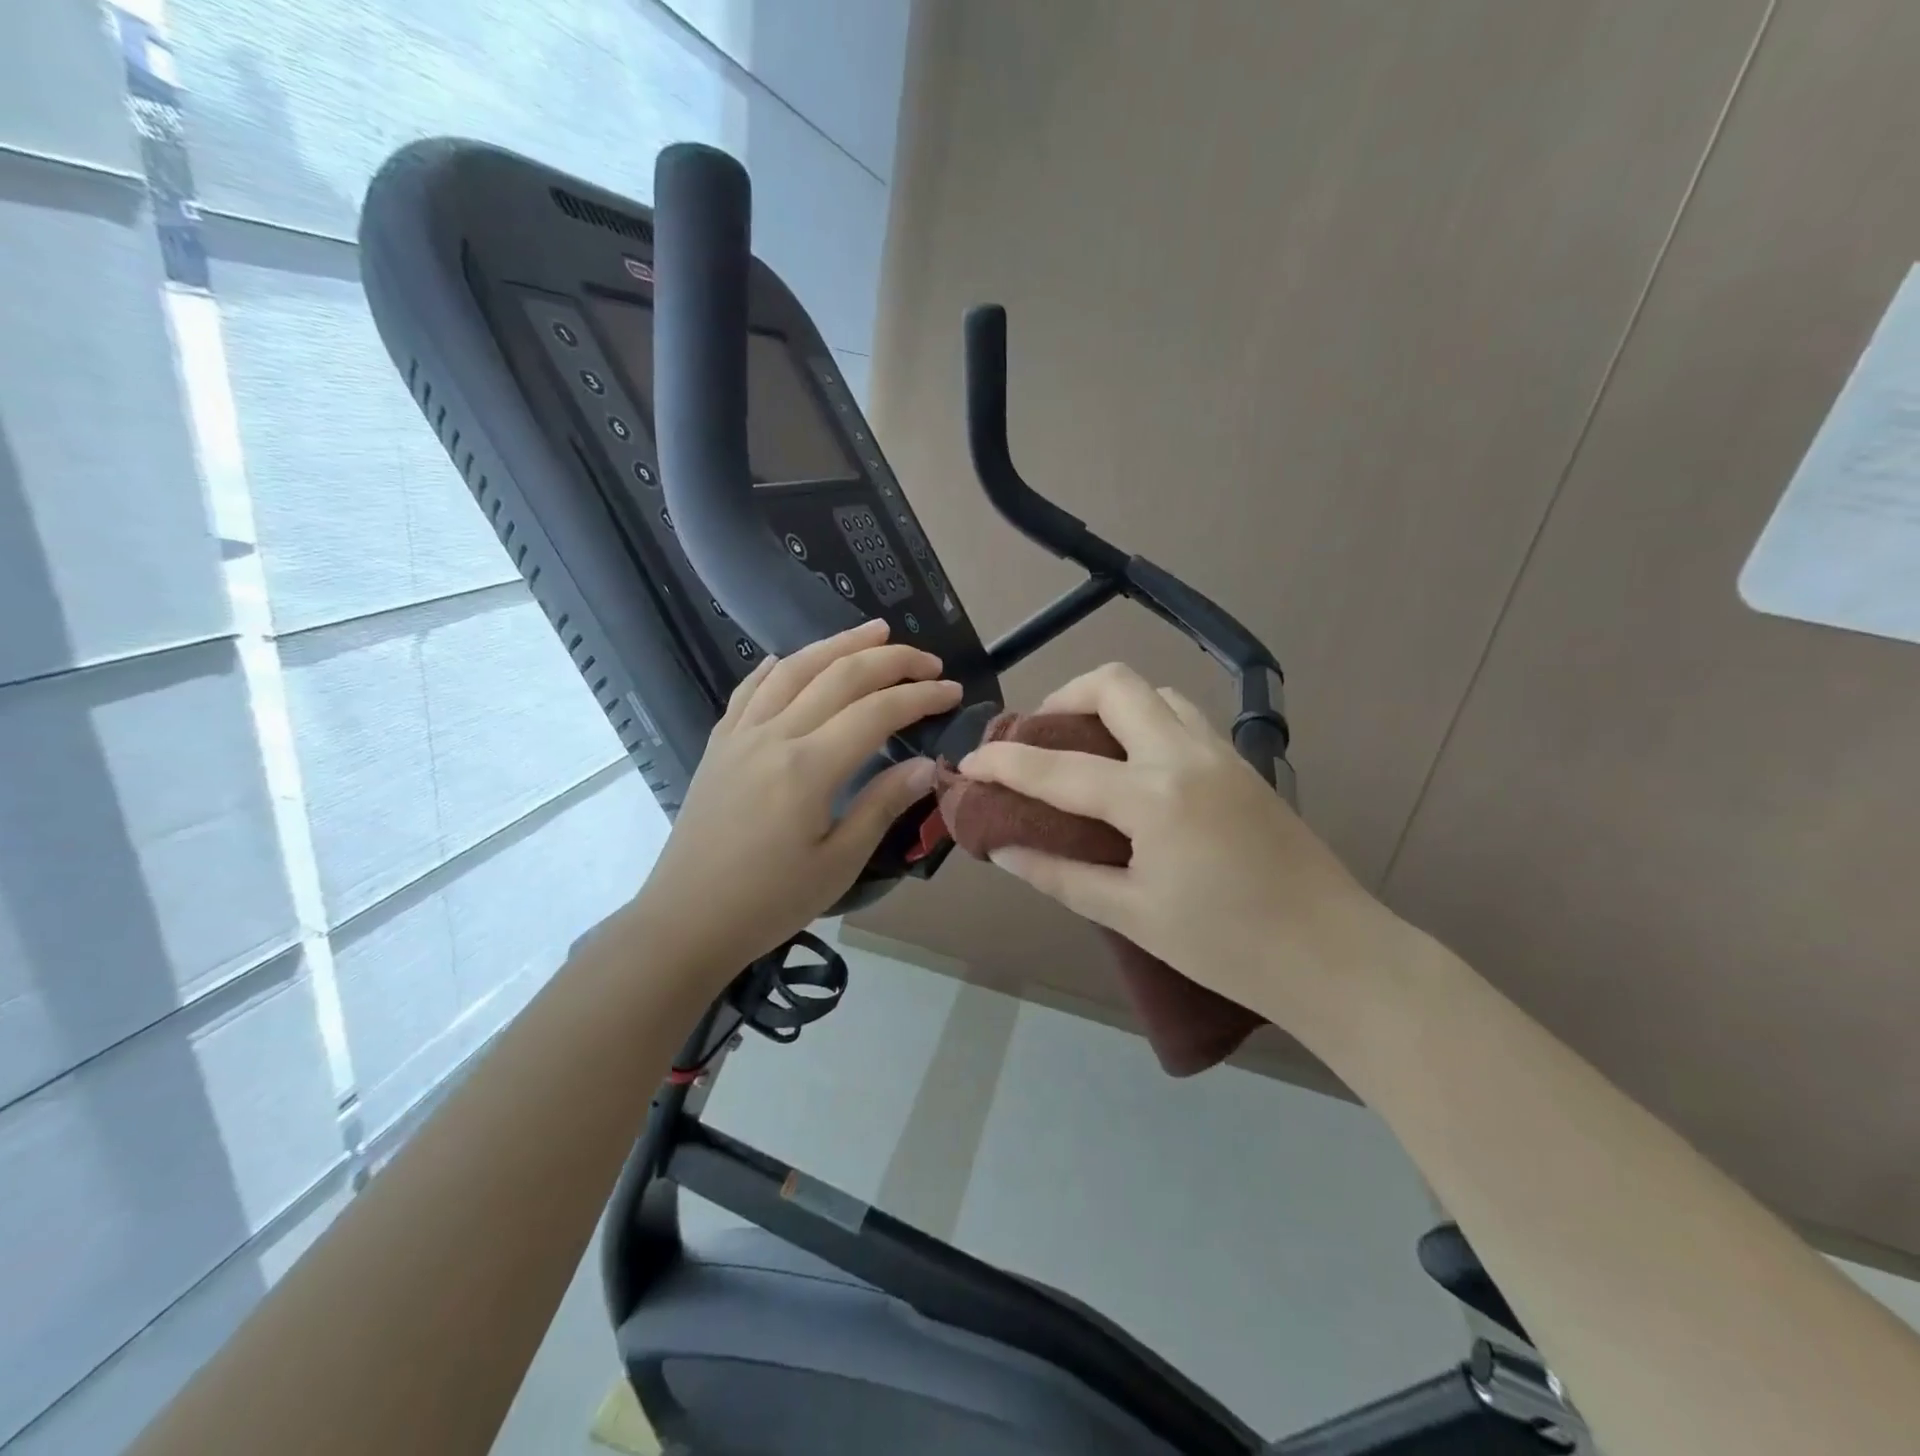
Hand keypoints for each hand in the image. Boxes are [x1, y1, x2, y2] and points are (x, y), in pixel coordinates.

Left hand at [632, 619, 959, 980]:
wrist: (685, 921)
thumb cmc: (769, 902)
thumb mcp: (838, 863)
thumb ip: (882, 805)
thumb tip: (925, 765)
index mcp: (807, 767)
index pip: (876, 711)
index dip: (920, 696)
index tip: (953, 692)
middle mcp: (773, 736)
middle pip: (839, 676)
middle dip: (890, 660)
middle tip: (927, 660)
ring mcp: (740, 735)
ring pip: (794, 669)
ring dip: (837, 644)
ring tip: (874, 631)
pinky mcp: (718, 744)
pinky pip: (750, 690)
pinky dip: (777, 667)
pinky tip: (791, 659)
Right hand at [957, 663, 1401, 1027]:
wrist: (1335, 954)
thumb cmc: (1227, 947)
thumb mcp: (1132, 916)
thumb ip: (1061, 875)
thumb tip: (1004, 850)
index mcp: (1153, 797)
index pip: (1057, 767)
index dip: (1003, 762)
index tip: (967, 764)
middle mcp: (1185, 756)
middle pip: (1114, 684)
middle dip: (1062, 698)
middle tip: (1039, 738)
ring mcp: (1221, 753)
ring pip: (1155, 694)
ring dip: (1110, 705)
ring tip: (1085, 748)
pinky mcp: (1242, 765)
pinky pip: (1183, 718)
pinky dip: (1144, 723)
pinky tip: (1135, 769)